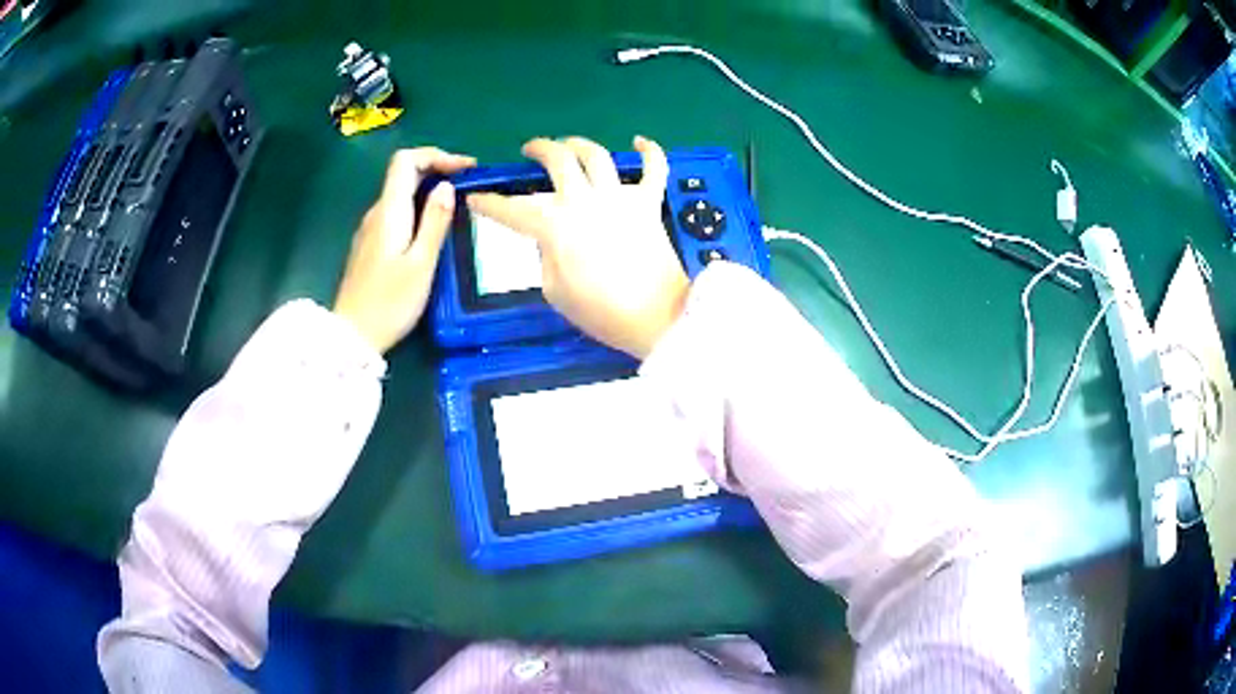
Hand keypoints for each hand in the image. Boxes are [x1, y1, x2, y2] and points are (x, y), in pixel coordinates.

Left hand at [334, 147, 475, 353]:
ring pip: (400, 195)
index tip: (464, 169)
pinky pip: (396, 214)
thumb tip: (446, 186)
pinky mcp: (370, 247)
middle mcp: (376, 214)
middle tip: (469, 186)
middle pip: (404, 175)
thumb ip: (435, 222)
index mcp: (389, 212)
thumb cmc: (390, 302)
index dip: (436, 155)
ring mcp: (370, 230)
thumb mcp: (421, 264)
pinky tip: (432, 230)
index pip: (405, 161)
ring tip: (457, 207)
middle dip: (437, 170)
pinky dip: (418, 210)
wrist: (353, 336)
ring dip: (428, 191)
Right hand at [467, 136, 688, 358]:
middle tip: (531, 150)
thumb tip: (552, 238)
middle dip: (539, 149)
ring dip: (579, 144)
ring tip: (569, 144)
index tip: (476, 198)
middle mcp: (584, 201)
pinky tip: (639, 141)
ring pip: (597, 155)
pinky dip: (650, 152)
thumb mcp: (555, 291)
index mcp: (555, 226)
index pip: (512, 210)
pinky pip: (655, 168)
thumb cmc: (601, 313)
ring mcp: (620, 198)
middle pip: (558, 160)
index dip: (489, 204)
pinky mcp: (650, 204)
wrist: (657, 318)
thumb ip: (546, 256)